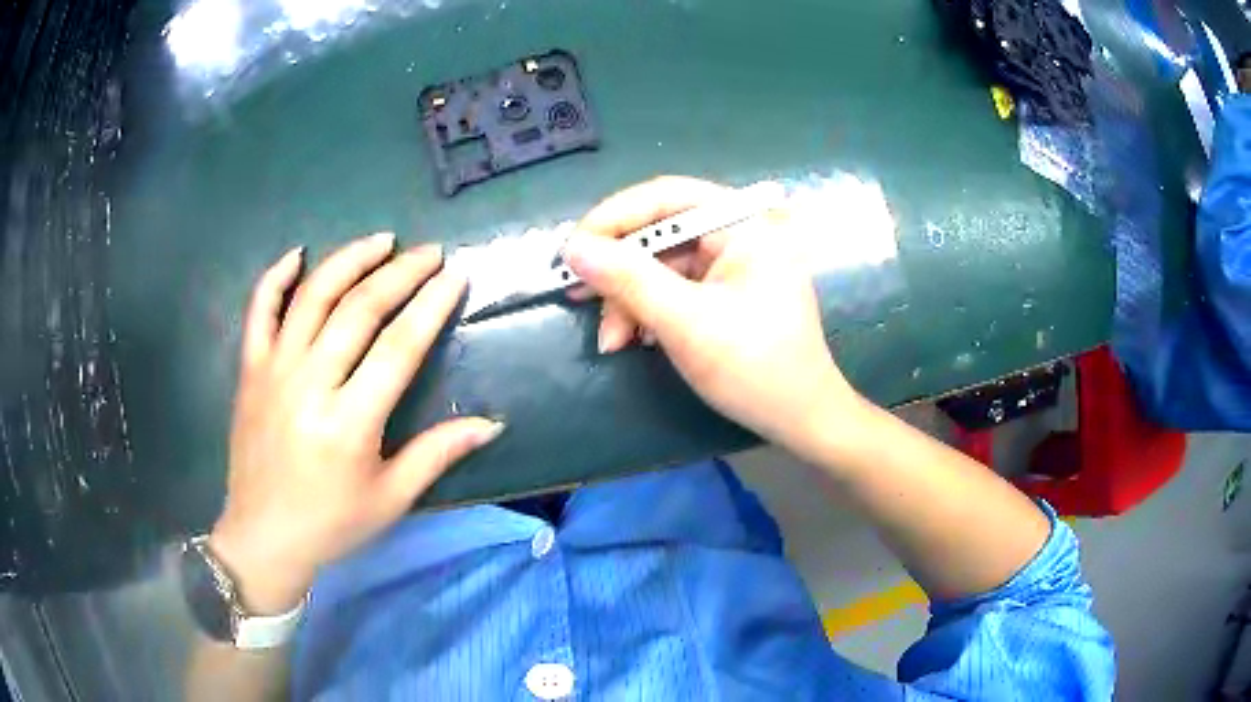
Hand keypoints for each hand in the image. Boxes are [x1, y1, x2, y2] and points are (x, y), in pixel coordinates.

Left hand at [210, 233, 502, 613]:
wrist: (263, 537)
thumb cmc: (332, 524)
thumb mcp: (391, 499)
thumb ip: (438, 453)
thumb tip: (492, 423)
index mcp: (349, 424)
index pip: (398, 346)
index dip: (431, 304)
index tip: (454, 275)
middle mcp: (309, 386)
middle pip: (358, 309)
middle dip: (399, 273)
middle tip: (428, 253)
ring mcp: (273, 372)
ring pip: (312, 297)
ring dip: (349, 260)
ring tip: (380, 241)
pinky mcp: (249, 371)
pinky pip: (259, 311)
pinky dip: (276, 277)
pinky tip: (298, 255)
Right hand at [563, 176, 863, 452]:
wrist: (800, 420)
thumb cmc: (754, 369)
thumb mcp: (687, 323)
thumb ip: (629, 280)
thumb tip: (573, 248)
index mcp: (744, 224)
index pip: (667, 198)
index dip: (613, 218)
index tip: (571, 250)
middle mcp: (738, 233)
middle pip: (659, 232)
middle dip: (618, 270)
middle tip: (576, 295)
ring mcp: (731, 263)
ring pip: (659, 264)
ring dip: (627, 300)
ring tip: (611, 342)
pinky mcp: (723, 290)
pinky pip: (672, 288)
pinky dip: (646, 312)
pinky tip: (632, 340)